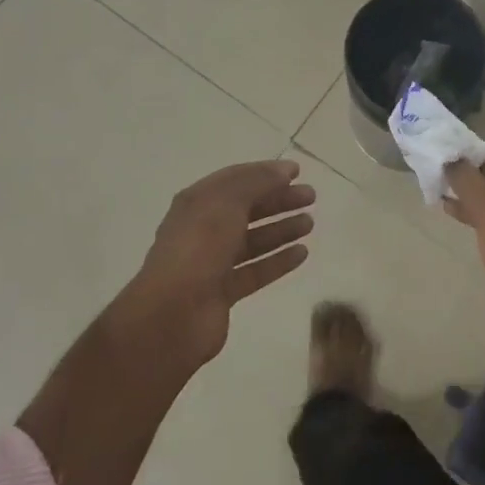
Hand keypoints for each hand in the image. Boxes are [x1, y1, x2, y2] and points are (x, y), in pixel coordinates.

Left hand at [121, 159, 314, 371]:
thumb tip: (284, 170)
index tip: (297, 171)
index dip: (266, 172)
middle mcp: (203, 228)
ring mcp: (212, 262)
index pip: (236, 179)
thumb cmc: (199, 247)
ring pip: (253, 240)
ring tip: (310, 223)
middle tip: (311, 196)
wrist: (173, 314)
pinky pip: (255, 270)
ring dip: (281, 230)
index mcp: (198, 202)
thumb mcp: (227, 202)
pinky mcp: (222, 292)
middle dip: (278, 200)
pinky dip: (278, 261)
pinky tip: (302, 254)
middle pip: (247, 208)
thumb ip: (257, 182)